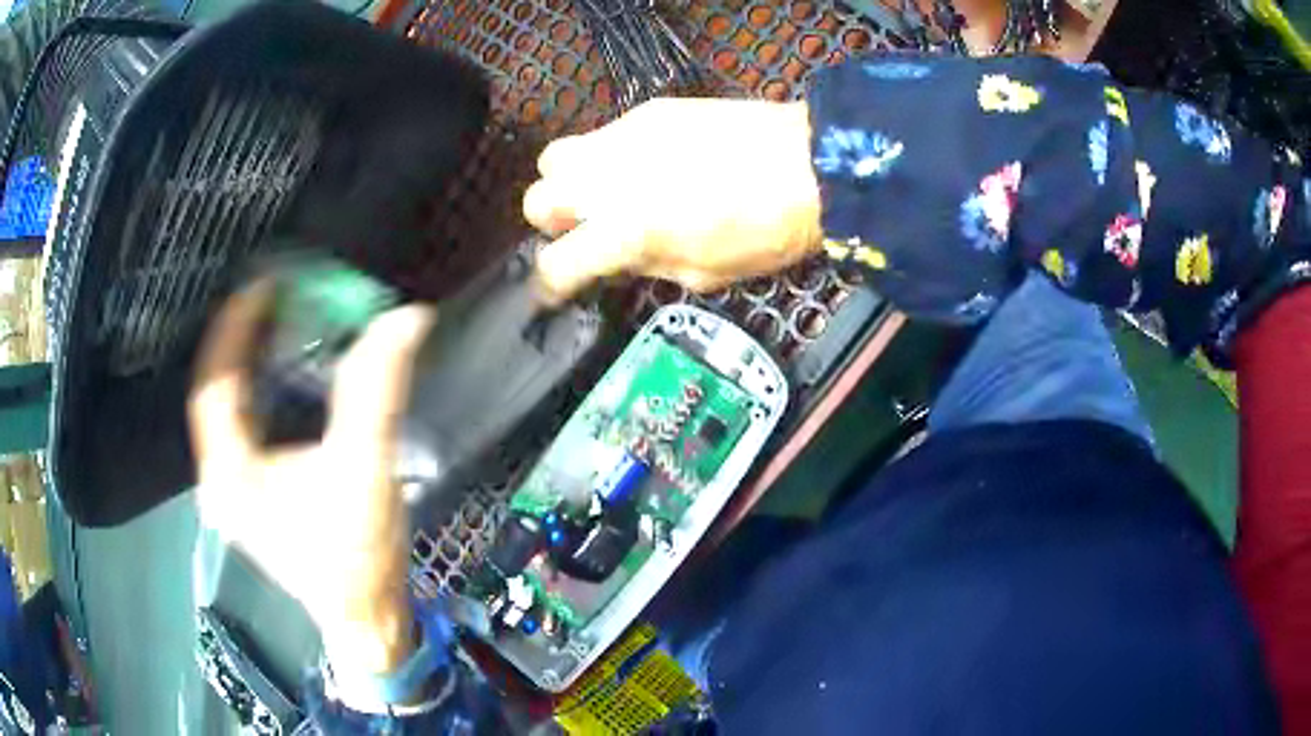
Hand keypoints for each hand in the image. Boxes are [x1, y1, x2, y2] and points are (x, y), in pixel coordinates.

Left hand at [188, 282, 435, 674]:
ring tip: (276, 323)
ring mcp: (233, 492)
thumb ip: (376, 392)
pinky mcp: (250, 497)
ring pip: (226, 410)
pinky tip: (278, 375)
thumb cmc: (358, 558)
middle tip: (273, 298)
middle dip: (240, 341)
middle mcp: (219, 482)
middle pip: (215, 394)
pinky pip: (240, 428)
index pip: (214, 385)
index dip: (235, 329)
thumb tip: (405, 320)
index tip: (264, 286)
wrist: (367, 619)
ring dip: (248, 364)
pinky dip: (256, 392)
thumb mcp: (364, 470)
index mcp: (231, 476)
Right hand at [524, 98, 822, 298]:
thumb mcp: (705, 274)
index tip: (556, 291)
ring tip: (607, 193)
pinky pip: (604, 135)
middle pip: (535, 199)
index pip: (556, 264)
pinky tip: (648, 164)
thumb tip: (620, 259)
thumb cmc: (767, 233)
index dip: (549, 285)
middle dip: (551, 222)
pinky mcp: (647, 111)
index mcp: (625, 231)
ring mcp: (623, 137)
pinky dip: (609, 156)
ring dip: (569, 182)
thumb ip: (648, 266)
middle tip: (586, 231)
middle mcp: (608, 180)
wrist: (810, 163)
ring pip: (556, 157)